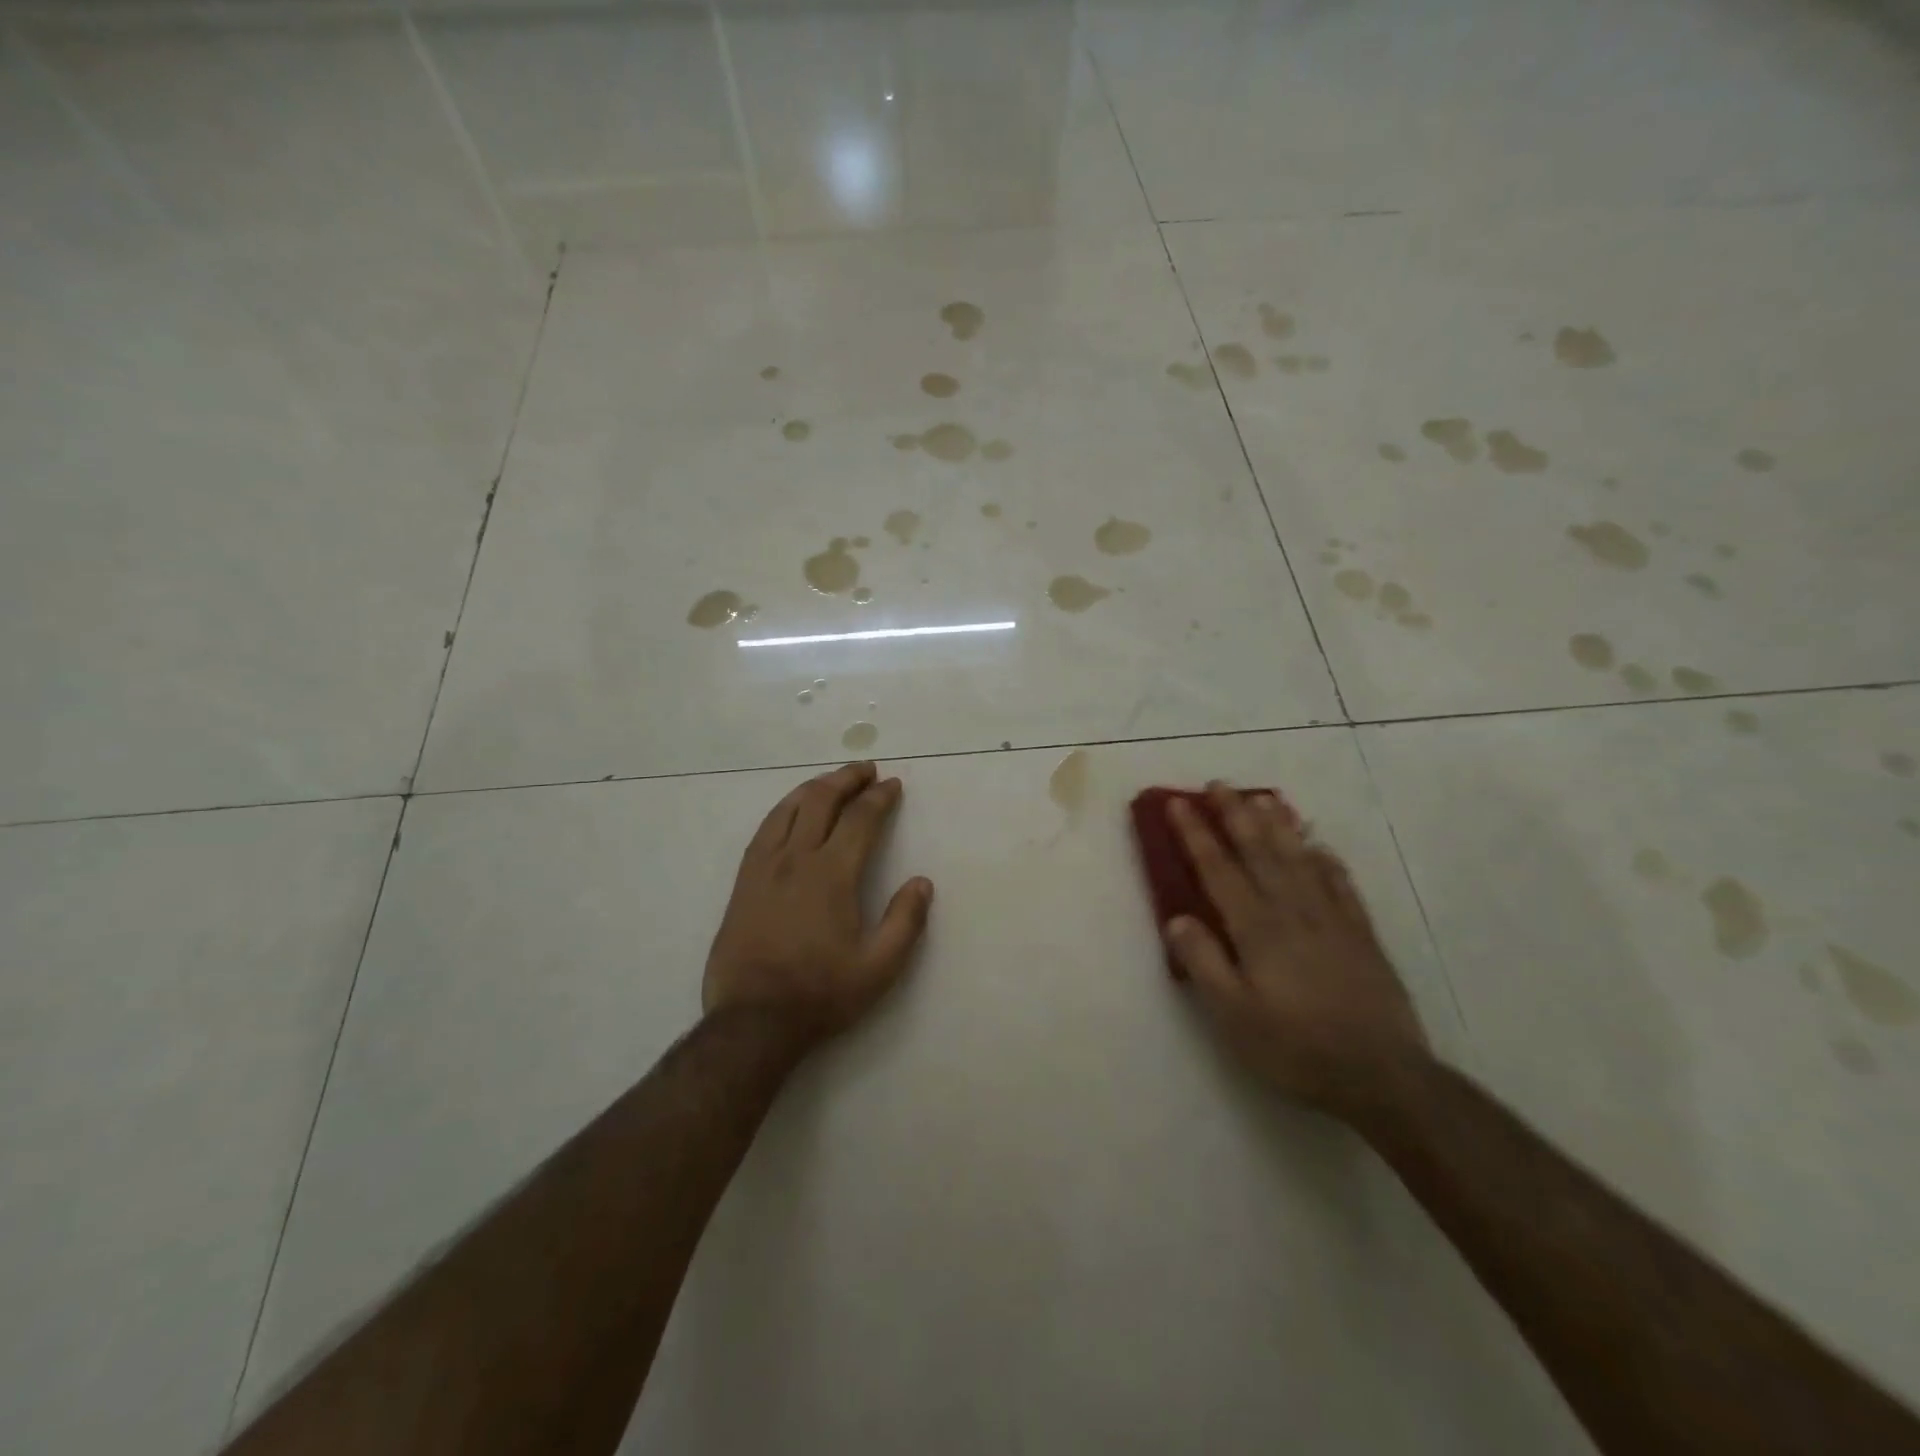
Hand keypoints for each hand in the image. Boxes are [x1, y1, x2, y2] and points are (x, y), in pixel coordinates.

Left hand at [704, 761, 933, 1050]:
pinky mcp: (743, 882)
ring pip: (788, 809)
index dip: (879, 798)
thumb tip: (922, 882)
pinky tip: (791, 811)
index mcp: (832, 875)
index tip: (893, 785)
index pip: (860, 820)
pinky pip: (764, 830)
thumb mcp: (879, 968)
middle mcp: (796, 860)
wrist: (753, 1021)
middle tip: (866, 770)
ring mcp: (764, 868)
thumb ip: (905, 922)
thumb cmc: (821, 993)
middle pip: (821, 801)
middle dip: (847, 779)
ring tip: (832, 781)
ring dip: (814, 787)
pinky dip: (784, 809)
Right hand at [1164, 783, 1428, 1121]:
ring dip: (1279, 825)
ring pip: (1299, 859)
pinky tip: (1320, 847)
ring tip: (1264, 797)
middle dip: (1235, 815)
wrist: (1381, 1075)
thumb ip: (1203, 962)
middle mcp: (1292, 911)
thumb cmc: (1294, 1047)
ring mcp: (1331, 919)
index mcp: (1256, 928)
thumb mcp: (1233, 1015)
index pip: (1218, 869)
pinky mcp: (1361, 934)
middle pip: (1259, 851)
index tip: (1178, 803)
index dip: (1196, 834)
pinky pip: (1341, 884)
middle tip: (1219, 784)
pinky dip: (1327, 860)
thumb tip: (1176, 917)